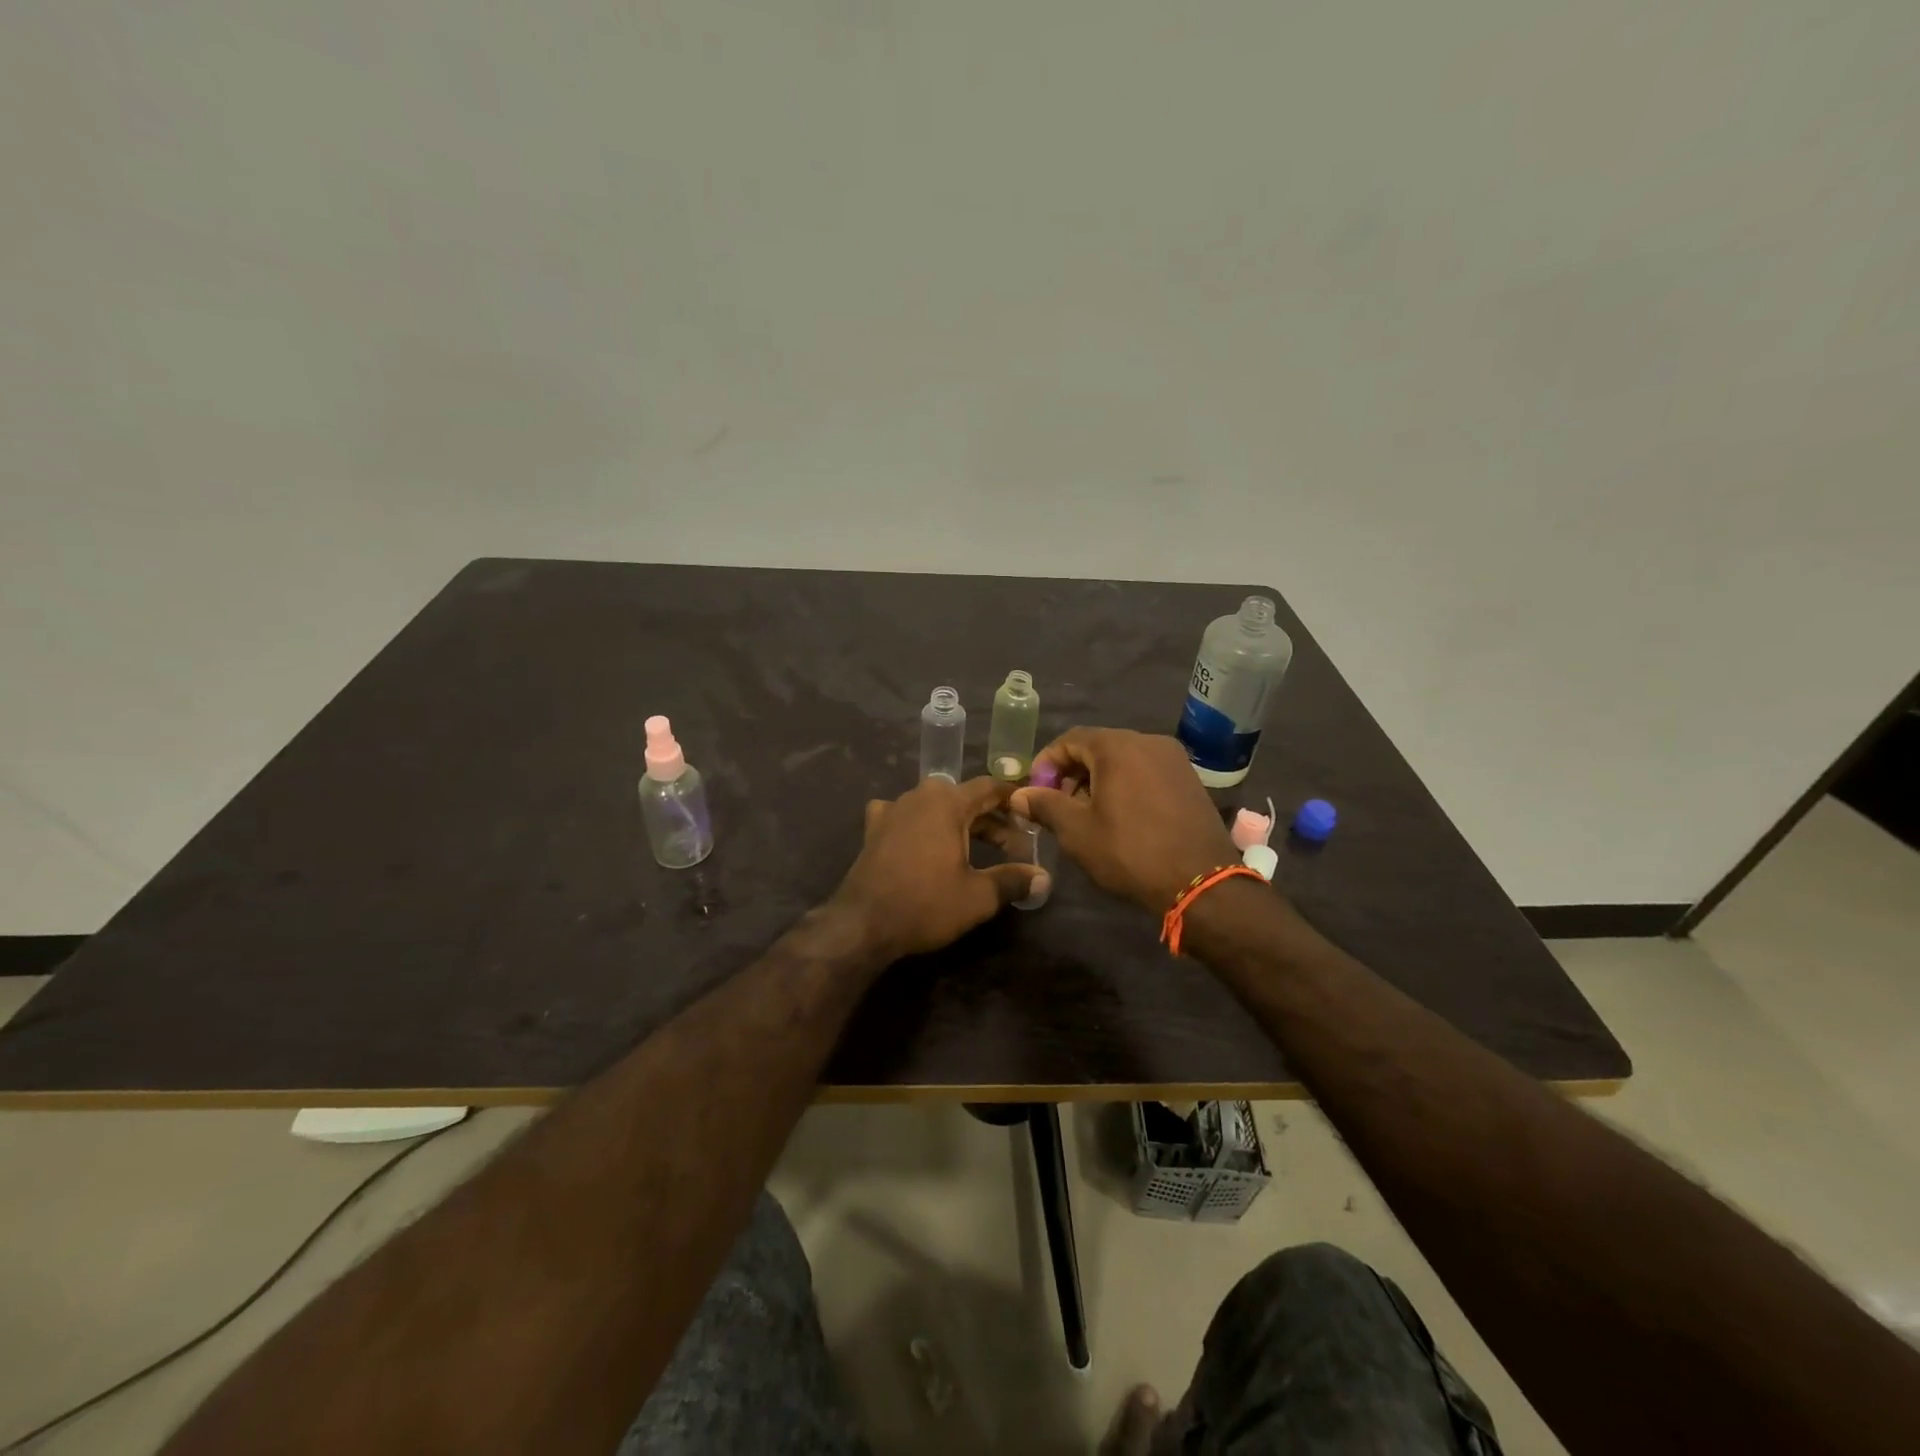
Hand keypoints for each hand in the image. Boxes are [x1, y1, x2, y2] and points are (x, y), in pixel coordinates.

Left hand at [829, 776, 1047, 959]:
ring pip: (935, 807)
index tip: (1031, 814)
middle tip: (1013, 847)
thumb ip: (1013, 881)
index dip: (1013, 799)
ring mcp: (892, 810)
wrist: (863, 923)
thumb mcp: (978, 896)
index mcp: (947, 802)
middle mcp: (919, 796)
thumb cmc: (925, 904)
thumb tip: (1044, 878)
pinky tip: (925, 843)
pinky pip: (906, 817)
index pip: (989, 787)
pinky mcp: (874, 829)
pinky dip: (923, 826)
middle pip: (963, 798)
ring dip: (958, 823)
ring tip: (976, 849)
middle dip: (990, 820)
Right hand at [1010, 728, 1238, 912]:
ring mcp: (1174, 759)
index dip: (1046, 763)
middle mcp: (1148, 741)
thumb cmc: (1130, 852)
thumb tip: (1019, 795)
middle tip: (1057, 804)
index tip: (1035, 791)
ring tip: (1086, 814)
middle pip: (1098, 747)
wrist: (1200, 882)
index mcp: (1118, 746)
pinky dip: (1126, 785)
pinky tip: (1120, 816)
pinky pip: (1147, 771)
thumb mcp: (1077, 831)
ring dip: (1098, 780)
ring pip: (1124, 760)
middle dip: (1072, 772)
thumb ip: (1045, 805)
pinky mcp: (1190, 779)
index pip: (1070, 739)